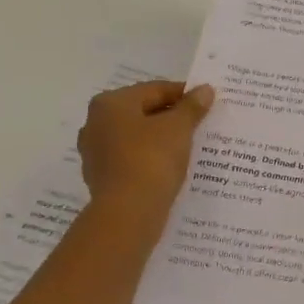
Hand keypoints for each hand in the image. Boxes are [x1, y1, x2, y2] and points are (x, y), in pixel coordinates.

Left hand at [77, 81, 213, 215]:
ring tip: (190, 146)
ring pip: (137, 137)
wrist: (128, 213)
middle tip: (201, 124)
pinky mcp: (102, 178)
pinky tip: (171, 167)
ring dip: (162, 139)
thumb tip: (204, 89)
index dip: (184, 94)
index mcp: (110, 103)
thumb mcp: (179, 128)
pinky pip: (133, 160)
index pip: (155, 90)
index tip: (207, 103)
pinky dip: (151, 159)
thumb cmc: (151, 159)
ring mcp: (96, 153)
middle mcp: (96, 123)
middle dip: (172, 117)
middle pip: (143, 112)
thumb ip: (192, 106)